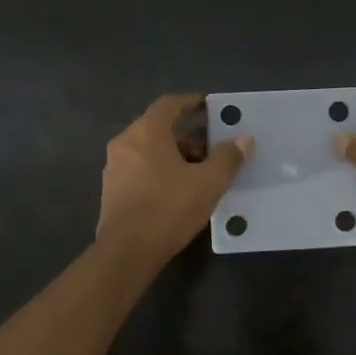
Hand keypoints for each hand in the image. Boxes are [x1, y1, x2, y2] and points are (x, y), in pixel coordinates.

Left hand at [97, 95, 251, 262]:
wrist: (127, 252)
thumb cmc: (169, 209)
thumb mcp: (208, 183)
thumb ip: (228, 158)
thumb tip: (244, 139)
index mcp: (147, 132)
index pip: (169, 104)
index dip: (190, 103)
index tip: (208, 107)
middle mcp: (125, 142)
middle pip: (159, 128)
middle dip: (187, 135)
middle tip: (211, 148)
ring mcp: (114, 166)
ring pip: (149, 149)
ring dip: (173, 155)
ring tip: (198, 173)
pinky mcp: (112, 189)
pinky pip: (140, 168)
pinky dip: (159, 170)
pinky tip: (177, 190)